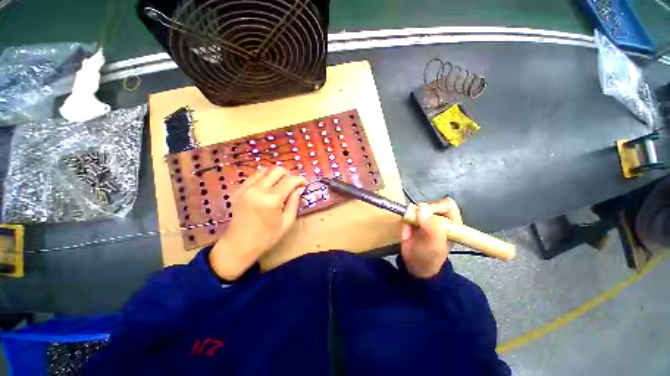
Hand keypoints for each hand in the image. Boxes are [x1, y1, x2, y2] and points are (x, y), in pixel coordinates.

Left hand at [209, 167, 305, 280]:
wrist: (239, 245)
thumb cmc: (266, 237)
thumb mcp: (287, 222)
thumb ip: (294, 202)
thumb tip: (299, 188)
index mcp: (272, 200)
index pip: (290, 180)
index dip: (299, 179)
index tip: (303, 184)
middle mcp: (258, 190)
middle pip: (277, 170)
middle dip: (288, 174)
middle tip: (292, 184)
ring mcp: (246, 188)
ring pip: (265, 170)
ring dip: (276, 174)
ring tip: (281, 184)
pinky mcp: (239, 190)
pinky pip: (254, 176)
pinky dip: (264, 177)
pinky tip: (268, 187)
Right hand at [400, 198, 462, 278]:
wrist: (414, 265)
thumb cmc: (429, 258)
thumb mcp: (434, 246)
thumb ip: (432, 227)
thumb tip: (422, 208)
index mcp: (452, 223)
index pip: (447, 205)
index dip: (436, 206)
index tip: (425, 214)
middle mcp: (439, 218)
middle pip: (431, 203)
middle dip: (422, 210)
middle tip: (415, 220)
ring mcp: (426, 217)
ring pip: (418, 206)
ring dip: (412, 215)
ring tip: (411, 229)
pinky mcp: (413, 218)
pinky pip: (407, 212)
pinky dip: (405, 219)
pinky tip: (406, 230)